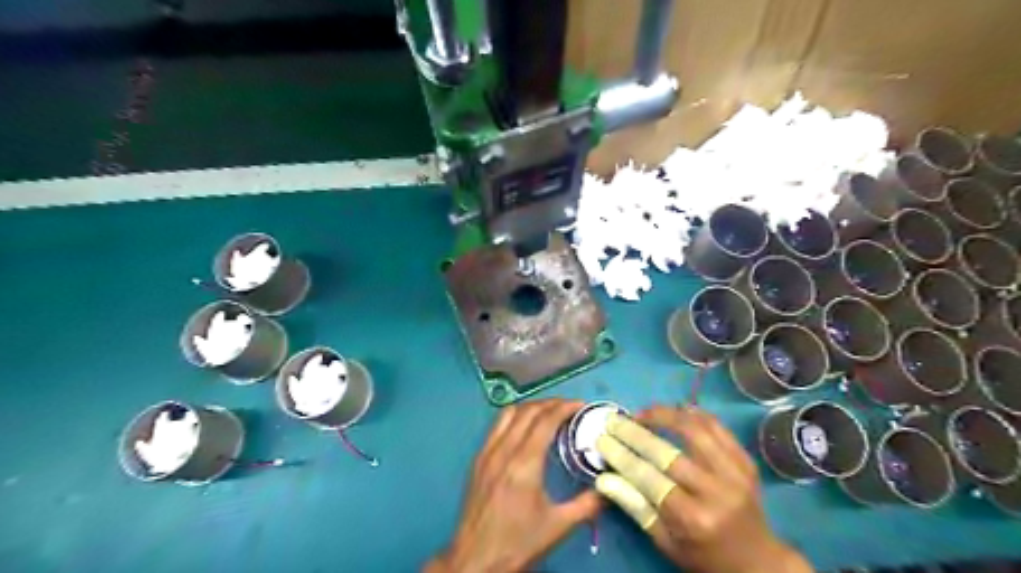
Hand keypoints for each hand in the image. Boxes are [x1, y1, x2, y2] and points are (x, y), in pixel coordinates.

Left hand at [426, 398, 599, 572]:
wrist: (476, 559)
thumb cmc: (518, 543)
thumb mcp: (559, 526)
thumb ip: (588, 504)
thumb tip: (610, 486)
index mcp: (525, 463)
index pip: (546, 420)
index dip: (565, 407)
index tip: (581, 406)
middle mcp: (504, 450)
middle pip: (528, 411)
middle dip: (551, 403)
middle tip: (569, 408)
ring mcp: (487, 452)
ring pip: (509, 413)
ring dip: (531, 407)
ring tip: (548, 412)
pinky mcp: (478, 459)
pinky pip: (496, 426)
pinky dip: (514, 417)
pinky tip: (524, 428)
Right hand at [595, 406, 811, 572]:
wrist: (758, 561)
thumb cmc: (704, 555)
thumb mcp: (666, 542)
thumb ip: (635, 507)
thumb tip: (603, 479)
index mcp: (694, 519)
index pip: (649, 478)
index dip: (622, 455)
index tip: (602, 438)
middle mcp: (716, 493)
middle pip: (668, 452)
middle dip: (635, 432)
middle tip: (615, 421)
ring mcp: (736, 474)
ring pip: (696, 430)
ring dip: (665, 415)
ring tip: (643, 413)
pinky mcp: (746, 461)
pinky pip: (718, 427)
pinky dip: (694, 414)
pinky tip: (675, 411)